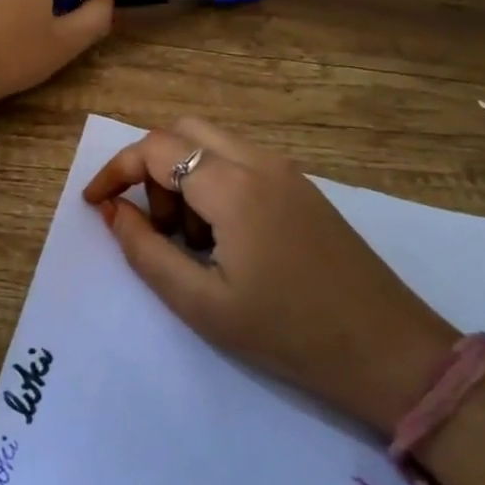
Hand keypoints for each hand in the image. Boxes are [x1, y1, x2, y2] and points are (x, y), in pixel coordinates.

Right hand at [82, 118, 459, 431]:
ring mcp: (287, 171)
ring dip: (184, 178)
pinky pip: (241, 164)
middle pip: (184, 132)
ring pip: (213, 146)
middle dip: (152, 169)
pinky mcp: (303, 188)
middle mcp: (260, 162)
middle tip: (154, 227)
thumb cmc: (288, 334)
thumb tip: (113, 211)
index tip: (94, 203)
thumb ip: (145, 252)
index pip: (156, 149)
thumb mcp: (202, 304)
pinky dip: (213, 185)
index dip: (115, 170)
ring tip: (191, 244)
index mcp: (234, 186)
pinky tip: (225, 241)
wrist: (390, 352)